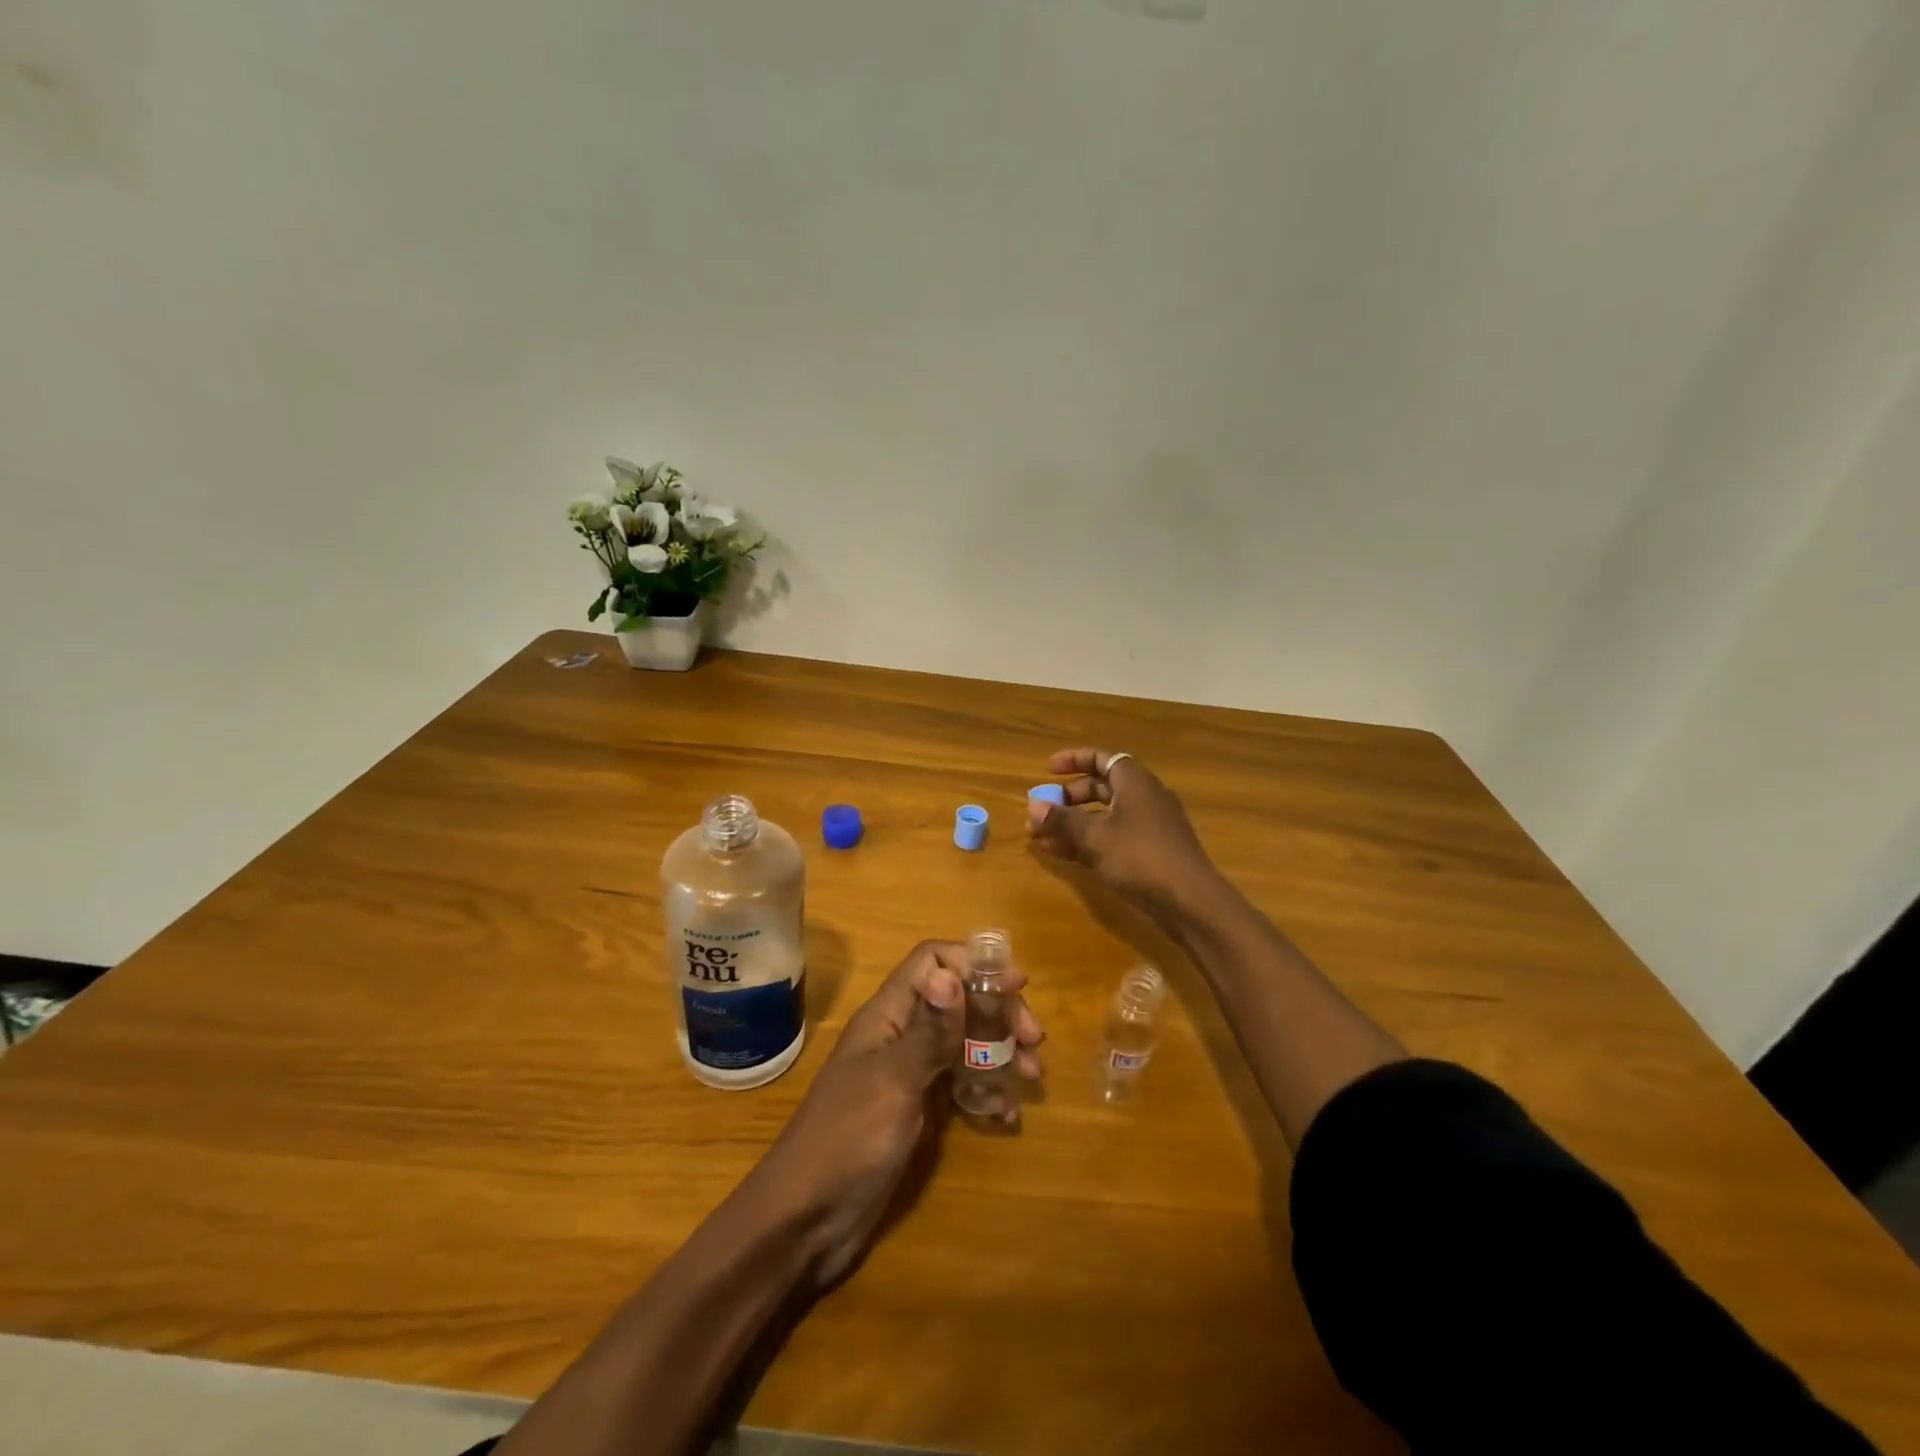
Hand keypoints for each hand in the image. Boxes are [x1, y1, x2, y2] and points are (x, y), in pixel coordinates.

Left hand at [747, 941, 1043, 1288]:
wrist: (805, 1221)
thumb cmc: (847, 1141)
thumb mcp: (893, 1083)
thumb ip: (928, 1031)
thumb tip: (950, 974)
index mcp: (888, 1016)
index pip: (932, 963)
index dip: (974, 965)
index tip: (1017, 986)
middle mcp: (901, 1036)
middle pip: (957, 1000)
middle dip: (998, 1012)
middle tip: (1034, 1040)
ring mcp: (909, 1074)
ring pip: (963, 1042)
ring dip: (1000, 1051)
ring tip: (1031, 1076)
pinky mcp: (917, 1111)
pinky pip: (960, 1086)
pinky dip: (986, 1092)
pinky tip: (1007, 1115)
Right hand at [1027, 748, 1218, 914]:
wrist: (1190, 901)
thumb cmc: (1140, 857)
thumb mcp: (1095, 837)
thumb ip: (1063, 820)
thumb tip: (1034, 807)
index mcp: (1135, 782)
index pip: (1102, 759)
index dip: (1074, 760)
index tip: (1048, 769)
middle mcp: (1144, 798)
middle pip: (1100, 788)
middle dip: (1068, 799)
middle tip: (1041, 811)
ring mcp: (1148, 827)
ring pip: (1103, 817)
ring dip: (1071, 825)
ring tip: (1038, 837)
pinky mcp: (1149, 853)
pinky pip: (1111, 839)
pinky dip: (1086, 842)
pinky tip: (1059, 855)